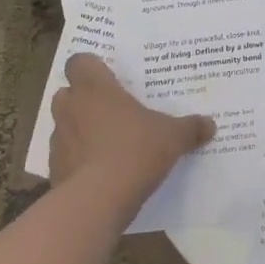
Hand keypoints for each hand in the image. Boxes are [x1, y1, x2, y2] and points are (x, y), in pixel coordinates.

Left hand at [48, 54, 214, 208]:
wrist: (96, 201)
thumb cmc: (134, 151)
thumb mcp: (172, 137)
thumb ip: (189, 128)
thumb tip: (210, 124)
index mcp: (95, 88)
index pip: (79, 61)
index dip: (91, 67)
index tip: (108, 77)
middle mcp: (71, 108)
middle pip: (67, 93)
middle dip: (84, 100)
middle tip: (110, 109)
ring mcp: (59, 140)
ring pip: (65, 126)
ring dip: (80, 131)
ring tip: (107, 144)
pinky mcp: (54, 171)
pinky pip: (66, 158)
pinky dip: (78, 162)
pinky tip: (100, 174)